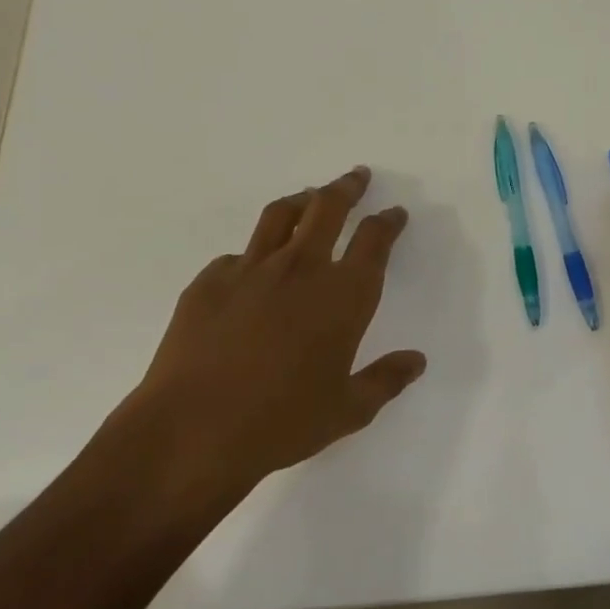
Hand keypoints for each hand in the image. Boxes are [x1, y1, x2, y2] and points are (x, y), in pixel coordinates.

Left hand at [120, 166, 425, 493]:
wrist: (193, 431)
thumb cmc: (281, 423)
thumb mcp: (347, 410)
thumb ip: (386, 380)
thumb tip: (417, 361)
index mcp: (342, 296)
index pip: (374, 241)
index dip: (387, 222)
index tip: (394, 212)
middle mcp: (300, 269)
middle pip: (328, 208)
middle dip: (347, 188)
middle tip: (357, 177)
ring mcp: (250, 270)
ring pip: (281, 215)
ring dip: (303, 199)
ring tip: (310, 196)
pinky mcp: (209, 281)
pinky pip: (238, 255)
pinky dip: (255, 253)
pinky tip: (253, 268)